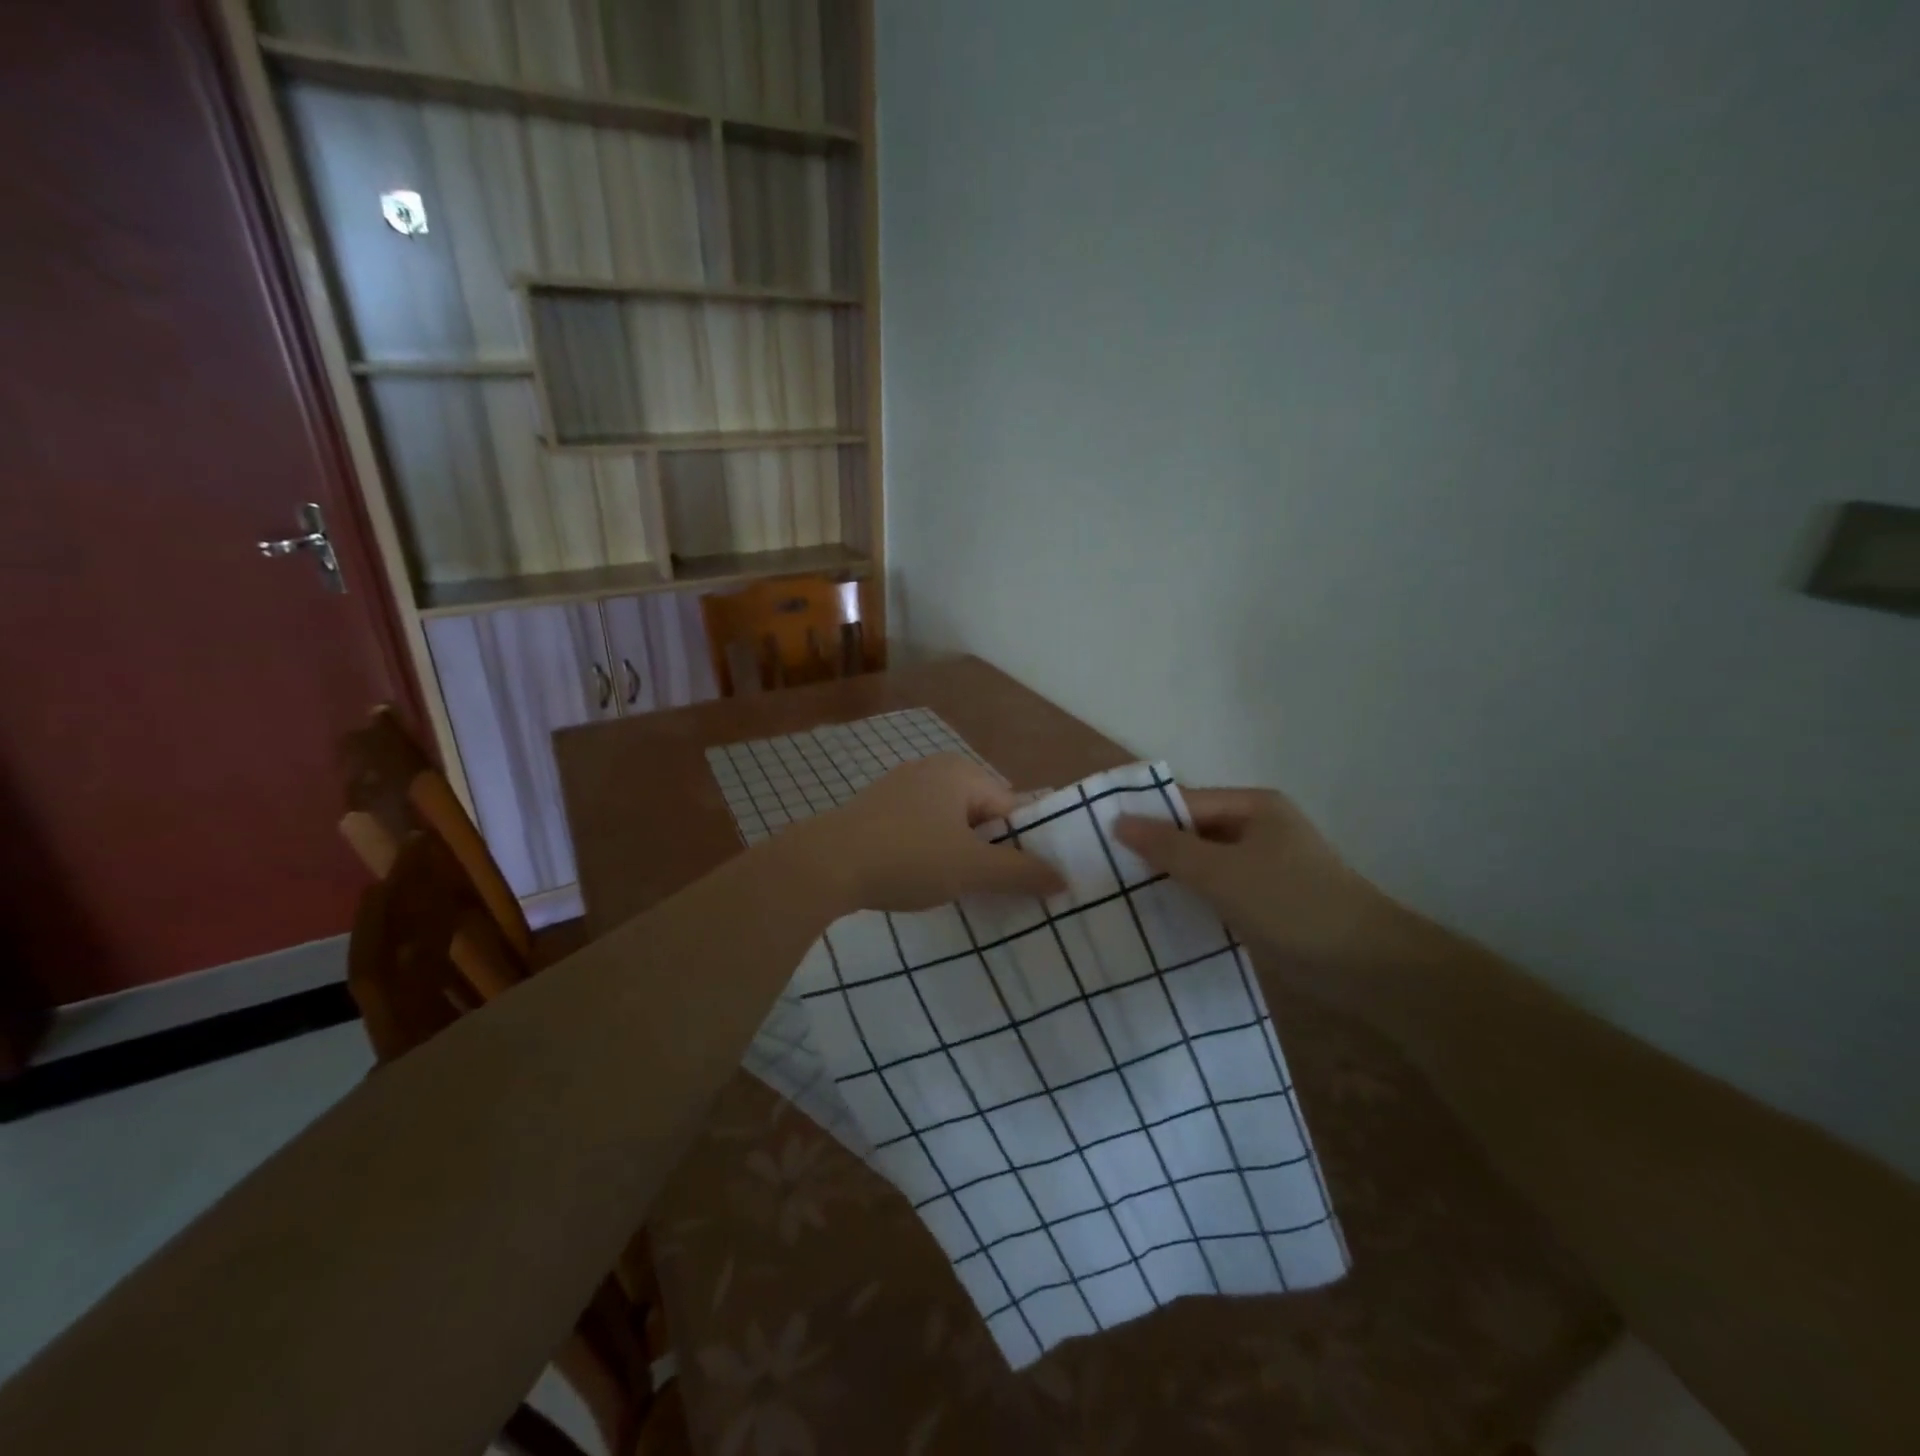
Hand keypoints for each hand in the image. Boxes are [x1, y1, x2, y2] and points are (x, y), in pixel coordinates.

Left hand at [803, 754, 1065, 912]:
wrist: (824, 865)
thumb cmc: (907, 858)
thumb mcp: (971, 869)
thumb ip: (1021, 873)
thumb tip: (1065, 878)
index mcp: (961, 772)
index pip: (1013, 807)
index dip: (1025, 844)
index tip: (1031, 881)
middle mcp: (933, 770)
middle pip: (982, 814)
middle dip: (991, 851)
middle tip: (997, 890)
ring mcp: (901, 788)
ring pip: (951, 824)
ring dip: (961, 854)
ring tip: (963, 890)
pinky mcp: (878, 810)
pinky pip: (922, 830)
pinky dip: (931, 852)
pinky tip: (924, 879)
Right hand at [1114, 788, 1390, 967]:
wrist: (1367, 966)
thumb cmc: (1291, 904)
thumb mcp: (1221, 873)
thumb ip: (1168, 847)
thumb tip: (1119, 821)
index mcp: (1254, 806)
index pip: (1185, 802)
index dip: (1145, 818)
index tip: (1101, 839)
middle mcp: (1260, 828)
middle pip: (1194, 831)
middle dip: (1155, 849)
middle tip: (1106, 870)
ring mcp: (1266, 865)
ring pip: (1205, 864)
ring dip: (1172, 877)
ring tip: (1124, 894)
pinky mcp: (1269, 900)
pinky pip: (1219, 890)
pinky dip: (1194, 898)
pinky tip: (1163, 915)